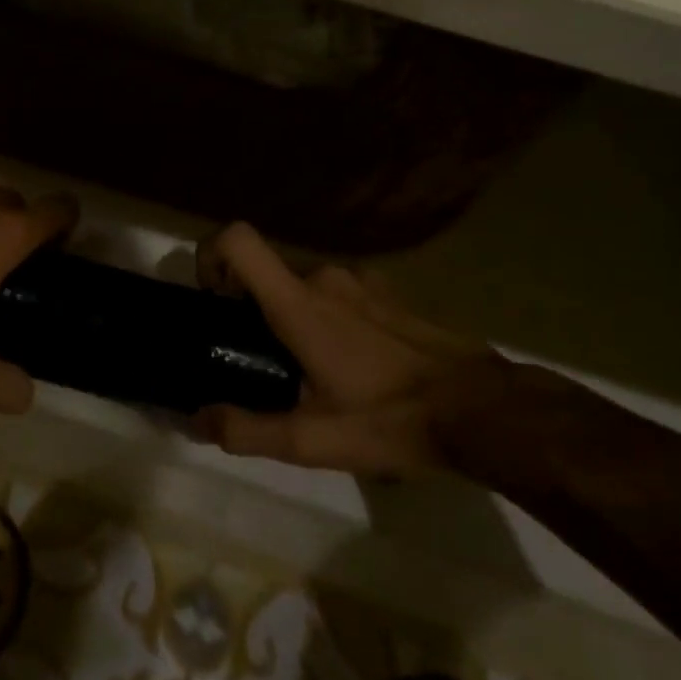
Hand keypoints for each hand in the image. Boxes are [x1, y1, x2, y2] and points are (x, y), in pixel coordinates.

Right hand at [190, 223, 510, 476]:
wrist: (483, 409)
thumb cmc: (391, 418)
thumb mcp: (313, 440)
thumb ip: (246, 430)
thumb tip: (197, 420)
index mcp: (298, 302)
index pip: (237, 239)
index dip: (210, 256)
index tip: (213, 301)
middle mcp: (325, 277)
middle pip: (266, 271)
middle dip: (251, 307)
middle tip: (261, 360)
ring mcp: (362, 281)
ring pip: (302, 283)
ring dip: (291, 315)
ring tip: (310, 371)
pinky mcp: (389, 293)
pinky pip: (338, 292)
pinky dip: (327, 316)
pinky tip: (353, 365)